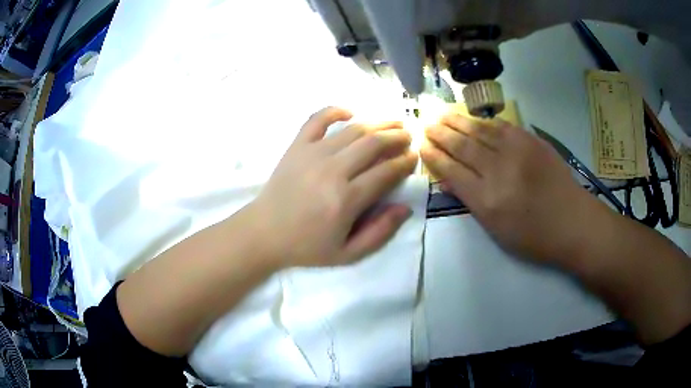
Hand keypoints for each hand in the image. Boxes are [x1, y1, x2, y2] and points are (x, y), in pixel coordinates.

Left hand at [250, 107, 417, 268]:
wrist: (264, 233)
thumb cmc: (307, 246)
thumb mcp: (348, 253)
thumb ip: (380, 232)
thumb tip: (405, 208)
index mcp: (346, 199)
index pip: (386, 172)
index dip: (404, 162)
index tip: (413, 158)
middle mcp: (332, 171)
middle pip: (373, 144)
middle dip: (396, 137)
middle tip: (408, 136)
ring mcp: (312, 154)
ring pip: (353, 130)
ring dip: (377, 123)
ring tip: (392, 122)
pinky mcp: (297, 146)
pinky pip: (317, 119)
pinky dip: (335, 110)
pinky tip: (349, 112)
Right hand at [421, 114, 603, 263]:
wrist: (573, 222)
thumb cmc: (534, 236)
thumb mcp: (497, 230)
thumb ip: (472, 201)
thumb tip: (449, 179)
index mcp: (487, 200)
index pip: (452, 171)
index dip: (435, 157)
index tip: (422, 146)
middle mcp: (499, 171)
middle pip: (463, 147)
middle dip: (441, 134)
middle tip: (426, 123)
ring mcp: (517, 152)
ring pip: (480, 131)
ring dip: (458, 122)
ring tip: (442, 114)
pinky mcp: (532, 141)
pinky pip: (502, 126)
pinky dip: (485, 122)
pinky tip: (475, 119)